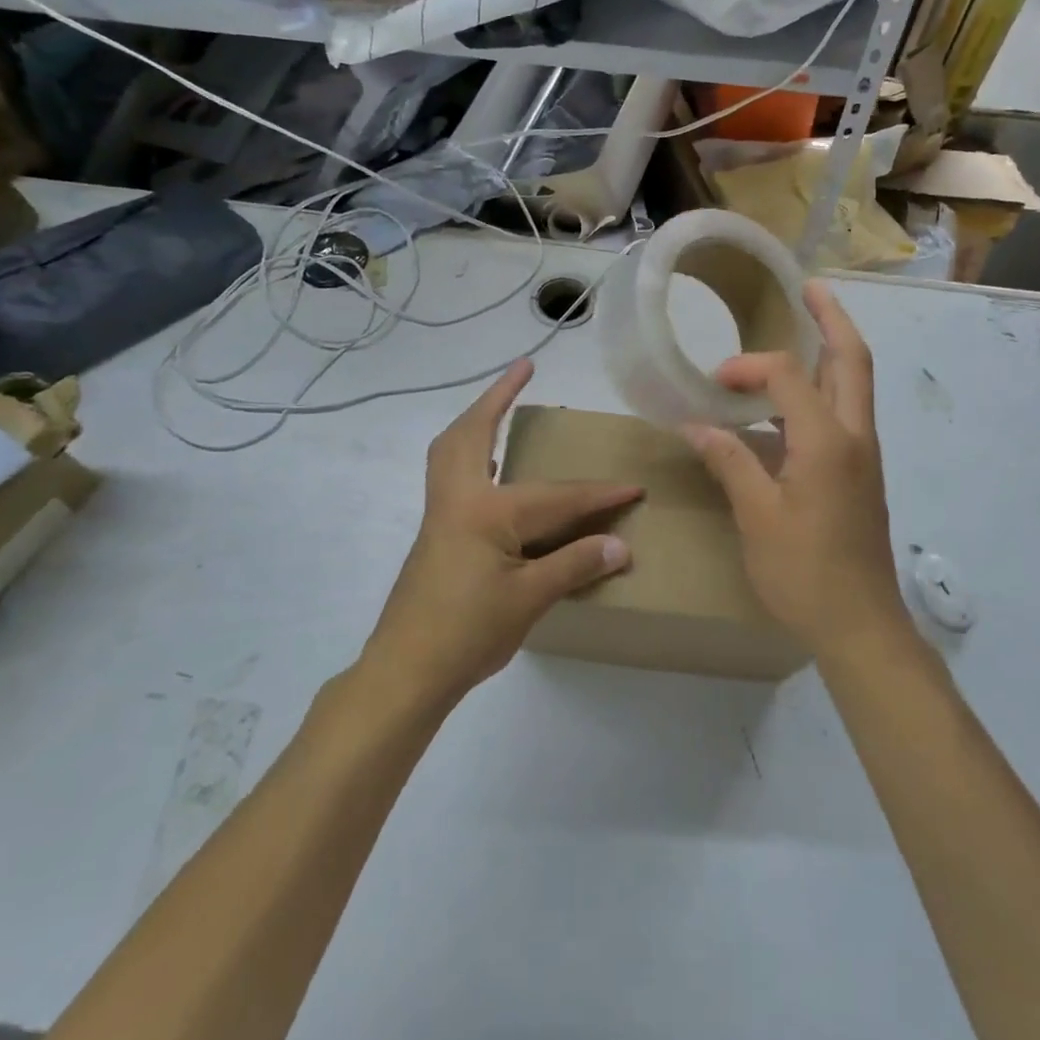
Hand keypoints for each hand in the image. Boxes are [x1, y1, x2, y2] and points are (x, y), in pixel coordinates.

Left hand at [361, 359, 639, 709]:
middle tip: (523, 368)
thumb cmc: (467, 632)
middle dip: (497, 397)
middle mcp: (458, 498)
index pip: (556, 497)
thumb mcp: (529, 600)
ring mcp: (441, 513)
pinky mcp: (436, 532)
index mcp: (485, 511)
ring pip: (453, 449)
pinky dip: (472, 453)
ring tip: (501, 407)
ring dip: (478, 420)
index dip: (599, 494)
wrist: (405, 671)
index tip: (635, 488)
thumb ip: (575, 566)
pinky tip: (494, 470)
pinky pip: (453, 473)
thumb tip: (622, 545)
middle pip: (474, 433)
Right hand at [682, 281, 908, 660]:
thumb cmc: (805, 572)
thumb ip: (730, 462)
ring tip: (805, 328)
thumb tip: (698, 425)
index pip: (788, 377)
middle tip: (810, 288)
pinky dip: (825, 389)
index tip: (713, 382)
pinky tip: (791, 403)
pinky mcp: (861, 474)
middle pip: (852, 360)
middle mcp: (855, 436)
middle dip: (832, 319)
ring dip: (833, 351)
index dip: (748, 367)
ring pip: (855, 385)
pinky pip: (846, 412)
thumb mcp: (757, 516)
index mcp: (827, 441)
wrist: (860, 625)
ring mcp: (864, 456)